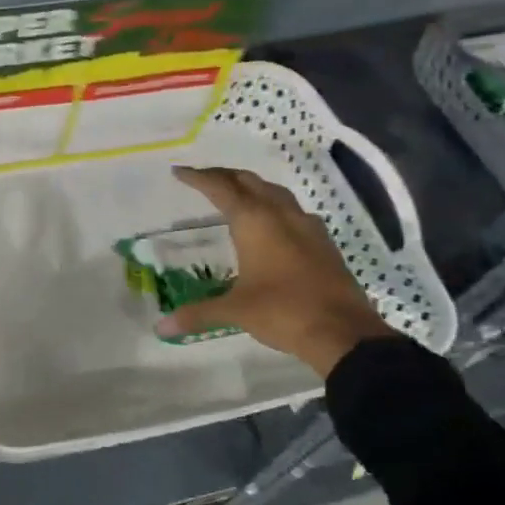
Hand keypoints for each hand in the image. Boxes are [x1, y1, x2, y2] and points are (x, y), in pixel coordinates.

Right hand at [164, 166, 396, 377]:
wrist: (343, 332)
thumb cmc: (282, 312)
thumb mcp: (234, 311)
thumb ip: (197, 314)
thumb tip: (160, 328)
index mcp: (254, 222)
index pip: (220, 188)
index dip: (198, 177)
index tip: (179, 171)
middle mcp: (280, 215)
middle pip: (249, 181)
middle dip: (224, 176)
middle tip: (203, 178)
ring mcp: (307, 226)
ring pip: (275, 192)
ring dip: (252, 187)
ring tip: (236, 194)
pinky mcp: (323, 242)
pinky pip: (292, 210)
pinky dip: (273, 206)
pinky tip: (271, 223)